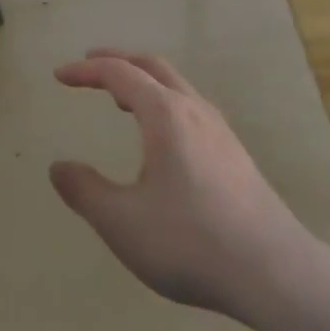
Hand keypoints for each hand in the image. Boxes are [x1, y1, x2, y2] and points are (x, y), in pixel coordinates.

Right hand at [49, 50, 315, 321]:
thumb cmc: (189, 241)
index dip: (86, 72)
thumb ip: (86, 191)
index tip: (59, 75)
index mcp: (165, 114)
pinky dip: (164, 102)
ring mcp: (219, 129)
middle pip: (152, 67)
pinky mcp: (234, 152)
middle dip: (118, 62)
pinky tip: (162, 138)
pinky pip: (190, 107)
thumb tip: (58, 167)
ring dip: (144, 81)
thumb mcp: (123, 222)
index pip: (119, 74)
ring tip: (121, 98)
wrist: (271, 269)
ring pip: (176, 86)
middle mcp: (194, 109)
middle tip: (90, 65)